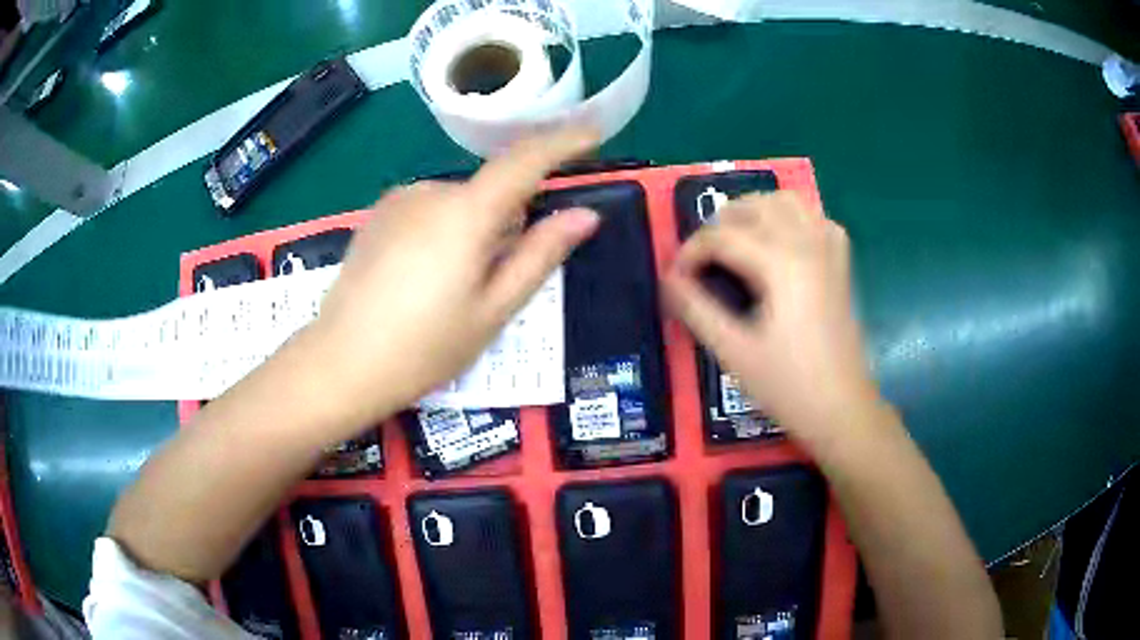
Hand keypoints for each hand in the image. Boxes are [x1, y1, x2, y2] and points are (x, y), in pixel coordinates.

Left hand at [311, 129, 599, 425]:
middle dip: (509, 220)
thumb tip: (584, 215)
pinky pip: (430, 210)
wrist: (341, 363)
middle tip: (497, 278)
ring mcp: (399, 201)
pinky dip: (444, 230)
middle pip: (491, 191)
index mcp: (466, 213)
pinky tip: (421, 277)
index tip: (592, 132)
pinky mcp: (378, 215)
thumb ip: (540, 255)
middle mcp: (431, 191)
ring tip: (452, 286)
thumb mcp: (493, 310)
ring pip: (459, 203)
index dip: (563, 141)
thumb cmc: (425, 347)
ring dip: (473, 228)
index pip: (525, 159)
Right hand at [663, 191, 879, 444]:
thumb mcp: (733, 352)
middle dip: (719, 223)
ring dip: (755, 210)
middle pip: (754, 206)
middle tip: (701, 258)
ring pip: (788, 202)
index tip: (675, 279)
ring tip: (736, 238)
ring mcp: (828, 252)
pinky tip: (781, 243)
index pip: (722, 236)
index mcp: (780, 264)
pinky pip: (816, 219)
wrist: (841, 410)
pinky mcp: (840, 265)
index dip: (690, 252)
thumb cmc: (788, 386)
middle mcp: (807, 244)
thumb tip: (669, 280)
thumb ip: (697, 310)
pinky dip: (793, 219)